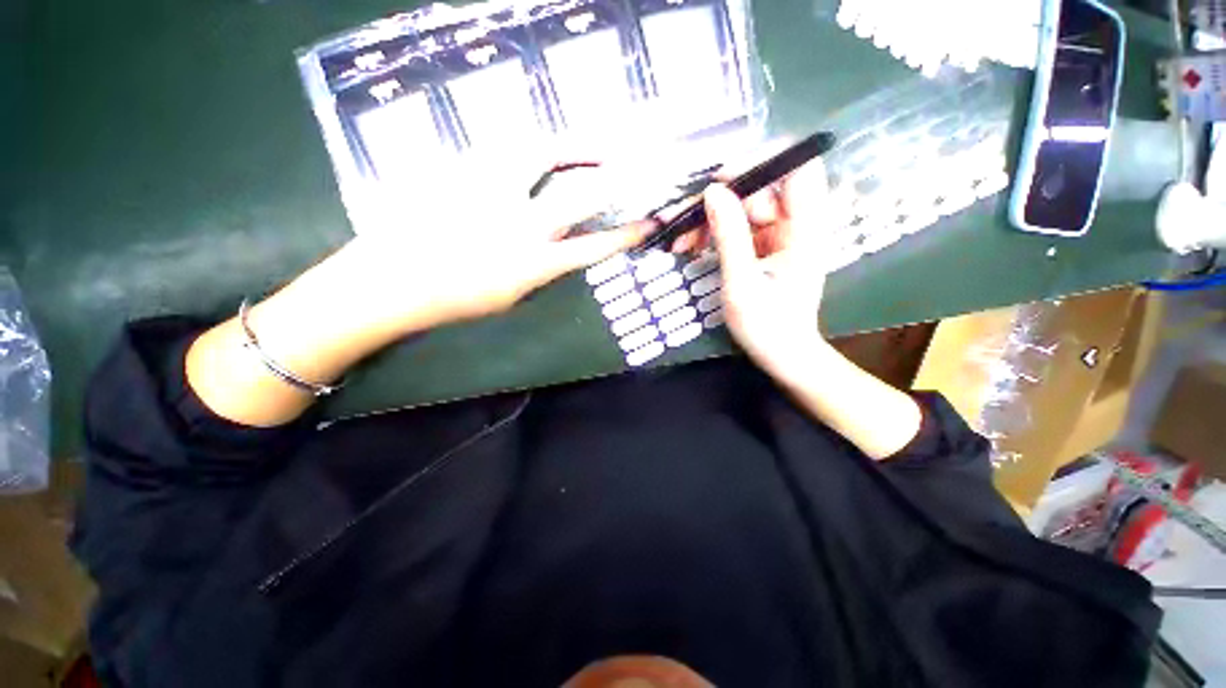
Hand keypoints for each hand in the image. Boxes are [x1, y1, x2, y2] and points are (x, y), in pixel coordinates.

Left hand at [331, 159, 651, 336]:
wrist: (393, 281)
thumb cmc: (456, 299)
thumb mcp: (512, 295)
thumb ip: (541, 270)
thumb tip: (559, 252)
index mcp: (536, 262)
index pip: (594, 246)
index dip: (624, 235)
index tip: (646, 225)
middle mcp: (523, 224)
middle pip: (578, 195)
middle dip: (609, 181)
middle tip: (626, 169)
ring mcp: (493, 191)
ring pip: (543, 155)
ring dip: (572, 146)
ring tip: (588, 143)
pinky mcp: (465, 170)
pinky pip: (505, 149)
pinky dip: (529, 145)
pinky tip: (535, 145)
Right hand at [691, 159, 832, 377]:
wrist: (781, 355)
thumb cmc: (767, 326)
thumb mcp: (742, 283)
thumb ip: (729, 236)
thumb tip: (712, 192)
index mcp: (805, 230)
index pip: (798, 170)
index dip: (763, 163)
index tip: (722, 180)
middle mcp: (797, 225)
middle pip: (761, 190)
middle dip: (721, 200)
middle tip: (684, 220)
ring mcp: (780, 236)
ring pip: (744, 208)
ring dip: (711, 220)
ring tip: (681, 240)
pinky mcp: (765, 248)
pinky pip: (739, 228)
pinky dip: (715, 234)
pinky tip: (692, 246)